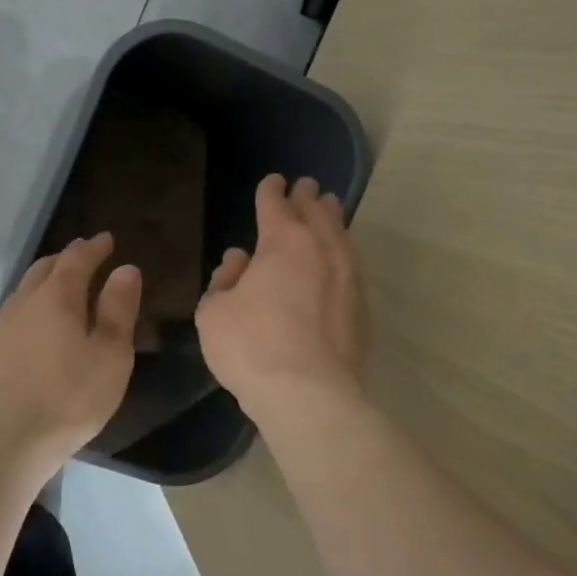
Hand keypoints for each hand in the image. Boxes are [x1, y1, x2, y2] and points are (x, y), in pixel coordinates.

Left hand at [0, 232, 141, 477]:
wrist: (2, 444)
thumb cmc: (68, 398)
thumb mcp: (110, 355)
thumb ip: (118, 309)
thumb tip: (126, 269)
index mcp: (57, 297)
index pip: (77, 259)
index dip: (94, 247)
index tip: (108, 239)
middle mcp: (23, 302)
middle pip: (45, 268)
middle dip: (68, 258)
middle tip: (86, 254)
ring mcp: (0, 327)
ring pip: (25, 289)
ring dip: (46, 279)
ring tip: (62, 284)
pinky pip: (14, 312)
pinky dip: (32, 304)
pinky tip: (37, 322)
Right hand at [196, 174, 367, 414]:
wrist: (309, 394)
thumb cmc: (251, 347)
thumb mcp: (214, 312)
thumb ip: (224, 280)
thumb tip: (240, 260)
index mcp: (282, 242)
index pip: (275, 205)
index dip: (270, 191)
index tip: (272, 181)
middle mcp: (321, 250)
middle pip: (316, 213)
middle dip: (307, 197)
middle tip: (306, 186)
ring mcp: (347, 277)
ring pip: (341, 235)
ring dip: (332, 218)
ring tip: (330, 207)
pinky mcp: (362, 306)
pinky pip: (353, 264)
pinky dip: (344, 251)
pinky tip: (342, 257)